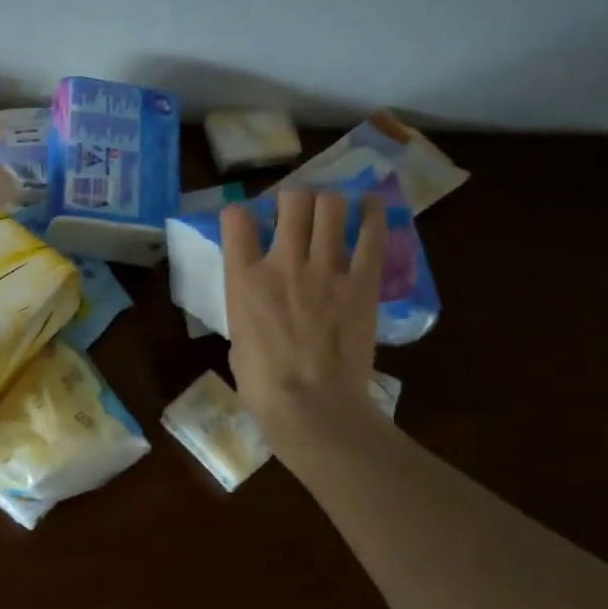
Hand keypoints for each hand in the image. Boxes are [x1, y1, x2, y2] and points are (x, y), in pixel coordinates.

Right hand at [222, 189, 389, 463]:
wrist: (313, 408)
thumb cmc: (263, 385)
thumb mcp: (237, 337)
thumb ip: (247, 304)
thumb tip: (260, 295)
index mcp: (244, 279)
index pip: (236, 219)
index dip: (239, 214)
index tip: (245, 221)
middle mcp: (284, 262)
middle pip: (291, 200)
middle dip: (292, 199)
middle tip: (294, 213)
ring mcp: (326, 269)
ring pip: (330, 206)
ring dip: (327, 203)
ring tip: (329, 212)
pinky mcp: (362, 281)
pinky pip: (371, 233)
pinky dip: (371, 214)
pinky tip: (369, 206)